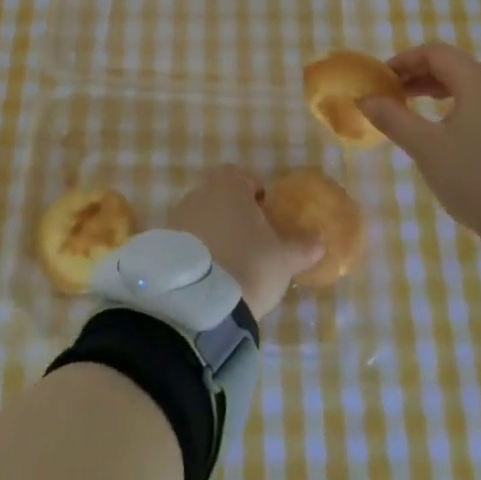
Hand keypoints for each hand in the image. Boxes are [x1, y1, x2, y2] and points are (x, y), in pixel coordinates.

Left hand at [166, 165, 321, 317]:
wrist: (200, 302)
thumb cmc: (250, 264)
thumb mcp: (285, 258)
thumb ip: (303, 246)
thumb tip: (319, 241)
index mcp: (228, 185)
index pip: (241, 177)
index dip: (254, 194)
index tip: (264, 217)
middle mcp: (197, 193)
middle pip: (218, 198)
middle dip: (232, 216)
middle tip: (249, 244)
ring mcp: (174, 218)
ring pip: (199, 220)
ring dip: (212, 235)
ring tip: (227, 265)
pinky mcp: (160, 245)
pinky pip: (183, 242)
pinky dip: (194, 253)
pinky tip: (207, 277)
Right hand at [358, 42, 480, 265]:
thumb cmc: (476, 178)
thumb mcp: (425, 148)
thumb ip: (393, 118)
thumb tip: (366, 98)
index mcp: (480, 82)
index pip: (438, 54)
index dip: (406, 60)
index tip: (383, 77)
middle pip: (462, 65)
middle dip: (427, 74)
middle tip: (403, 92)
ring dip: (449, 89)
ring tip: (425, 109)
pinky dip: (469, 106)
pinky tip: (456, 133)